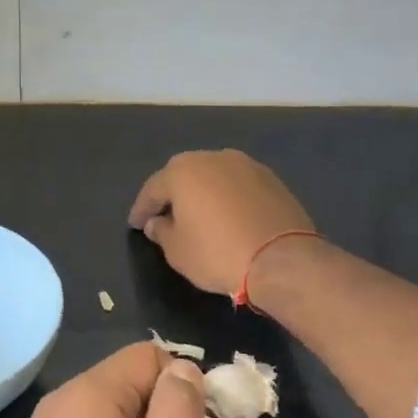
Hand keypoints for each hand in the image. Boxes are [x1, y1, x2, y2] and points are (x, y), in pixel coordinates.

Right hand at [128, 149, 316, 296]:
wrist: (282, 259)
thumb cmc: (217, 253)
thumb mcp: (177, 250)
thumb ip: (161, 231)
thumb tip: (157, 223)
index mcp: (183, 171)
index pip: (153, 189)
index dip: (141, 209)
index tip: (136, 225)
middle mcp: (214, 158)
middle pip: (184, 175)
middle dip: (172, 195)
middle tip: (163, 217)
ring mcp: (247, 166)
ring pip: (213, 177)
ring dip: (202, 194)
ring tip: (197, 216)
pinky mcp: (272, 180)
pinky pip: (237, 187)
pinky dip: (227, 199)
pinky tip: (226, 218)